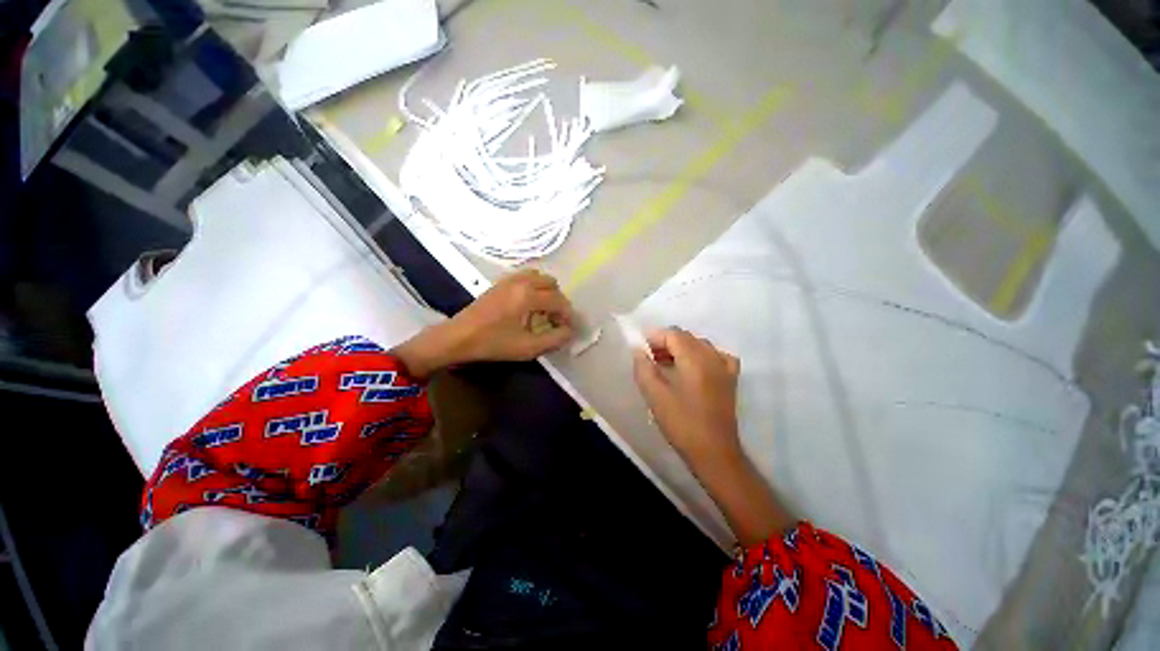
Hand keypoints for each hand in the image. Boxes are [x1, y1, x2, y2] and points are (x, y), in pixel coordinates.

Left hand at [451, 270, 573, 360]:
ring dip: (546, 292)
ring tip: (542, 311)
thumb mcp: (528, 347)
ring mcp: (509, 279)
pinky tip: (528, 305)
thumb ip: (554, 339)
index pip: (559, 300)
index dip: (567, 314)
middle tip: (554, 319)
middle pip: (551, 283)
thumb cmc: (493, 343)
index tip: (568, 327)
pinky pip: (525, 277)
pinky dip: (534, 287)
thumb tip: (569, 331)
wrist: (458, 337)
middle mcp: (521, 282)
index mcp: (528, 296)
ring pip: (538, 277)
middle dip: (558, 300)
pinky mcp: (500, 282)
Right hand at [632, 328, 741, 469]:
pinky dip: (701, 355)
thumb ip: (643, 368)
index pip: (673, 334)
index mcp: (694, 359)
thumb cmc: (681, 423)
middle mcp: (712, 357)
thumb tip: (638, 350)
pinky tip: (694, 367)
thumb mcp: (655, 396)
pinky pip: (716, 356)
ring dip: (681, 348)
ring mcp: (724, 367)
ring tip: (666, 363)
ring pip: (700, 345)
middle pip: (686, 337)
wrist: (714, 452)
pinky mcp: (730, 379)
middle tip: (650, 357)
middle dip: (666, 342)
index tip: (641, 348)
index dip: (655, 337)